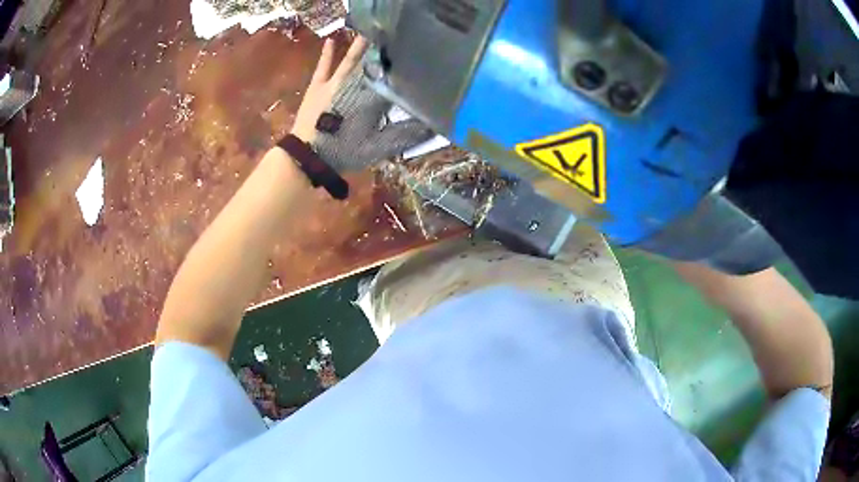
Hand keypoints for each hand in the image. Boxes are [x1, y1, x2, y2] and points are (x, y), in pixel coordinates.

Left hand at [291, 36, 434, 171]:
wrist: (309, 156)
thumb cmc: (344, 152)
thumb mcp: (378, 147)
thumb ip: (404, 135)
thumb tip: (432, 128)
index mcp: (373, 98)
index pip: (391, 78)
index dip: (402, 68)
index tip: (415, 58)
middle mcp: (356, 84)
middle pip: (372, 63)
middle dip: (383, 50)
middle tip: (394, 34)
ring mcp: (335, 82)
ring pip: (351, 59)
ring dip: (360, 45)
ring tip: (370, 30)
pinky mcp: (318, 85)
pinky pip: (324, 66)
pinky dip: (327, 53)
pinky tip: (330, 40)